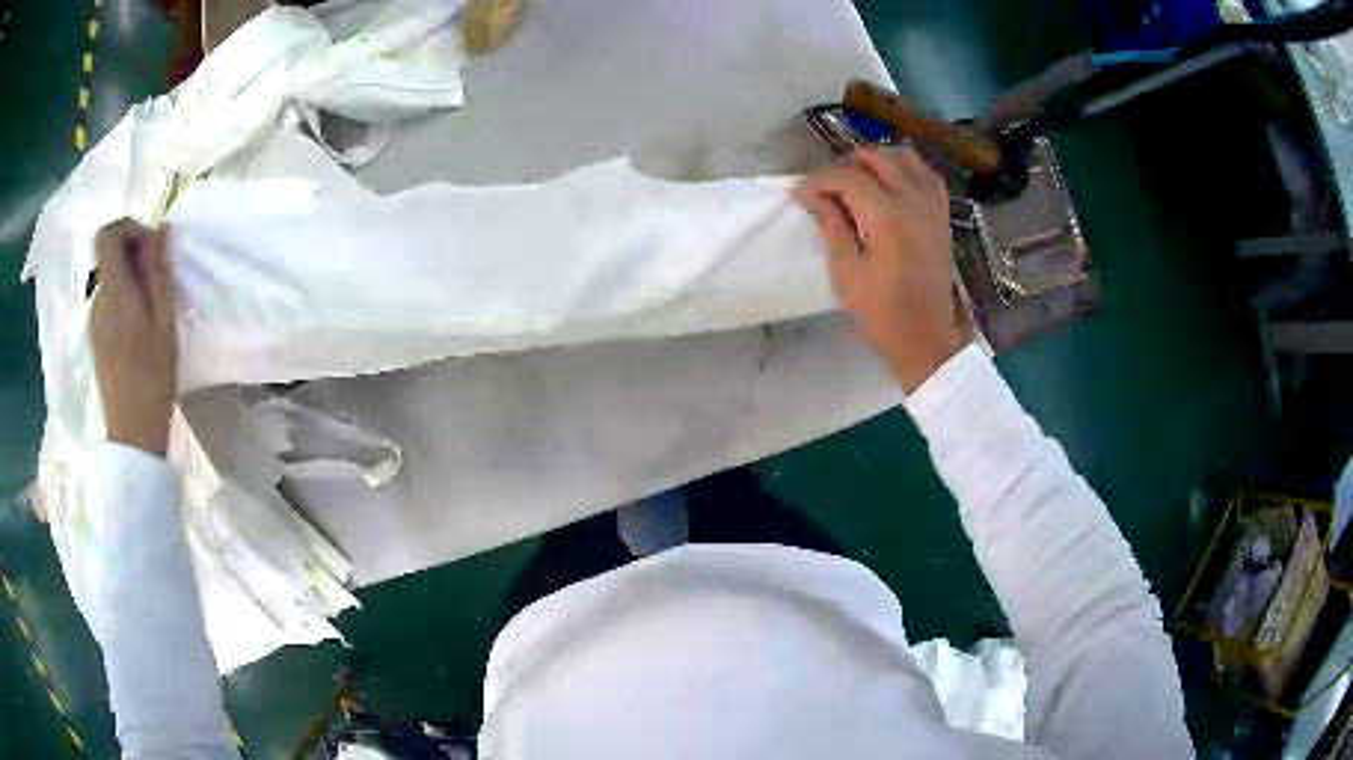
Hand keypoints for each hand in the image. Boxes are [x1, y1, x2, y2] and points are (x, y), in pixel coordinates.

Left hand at [90, 220, 177, 456]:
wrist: (133, 432)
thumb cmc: (153, 376)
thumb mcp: (164, 320)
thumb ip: (158, 271)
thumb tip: (160, 230)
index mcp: (114, 291)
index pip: (108, 235)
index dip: (128, 227)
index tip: (150, 244)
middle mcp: (98, 299)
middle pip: (108, 254)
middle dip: (133, 252)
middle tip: (158, 276)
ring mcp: (94, 319)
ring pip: (109, 277)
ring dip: (130, 276)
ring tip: (152, 305)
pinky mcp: (96, 336)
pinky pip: (108, 299)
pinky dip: (124, 296)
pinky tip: (140, 323)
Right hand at [794, 147, 971, 392]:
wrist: (926, 338)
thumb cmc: (881, 312)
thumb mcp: (846, 273)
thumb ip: (831, 225)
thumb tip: (812, 195)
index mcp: (886, 217)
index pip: (846, 177)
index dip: (818, 181)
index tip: (799, 194)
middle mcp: (912, 201)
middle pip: (876, 158)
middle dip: (845, 165)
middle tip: (826, 188)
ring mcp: (932, 206)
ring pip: (904, 157)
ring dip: (877, 161)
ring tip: (859, 180)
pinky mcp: (942, 215)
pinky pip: (927, 175)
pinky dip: (907, 170)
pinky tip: (893, 184)